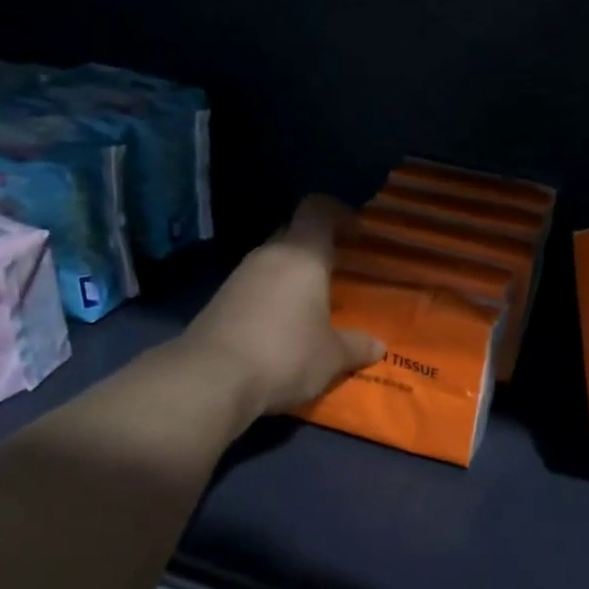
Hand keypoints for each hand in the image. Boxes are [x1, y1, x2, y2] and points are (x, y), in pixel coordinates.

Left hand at [182, 196, 384, 417]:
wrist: (212, 379)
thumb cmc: (286, 355)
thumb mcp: (331, 357)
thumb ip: (355, 346)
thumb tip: (377, 345)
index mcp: (302, 256)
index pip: (318, 209)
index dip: (338, 213)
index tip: (355, 233)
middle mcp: (268, 256)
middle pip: (292, 234)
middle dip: (314, 249)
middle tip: (335, 272)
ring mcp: (238, 277)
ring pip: (271, 263)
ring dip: (290, 277)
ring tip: (309, 305)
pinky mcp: (218, 302)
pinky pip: (253, 289)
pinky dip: (269, 299)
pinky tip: (279, 327)